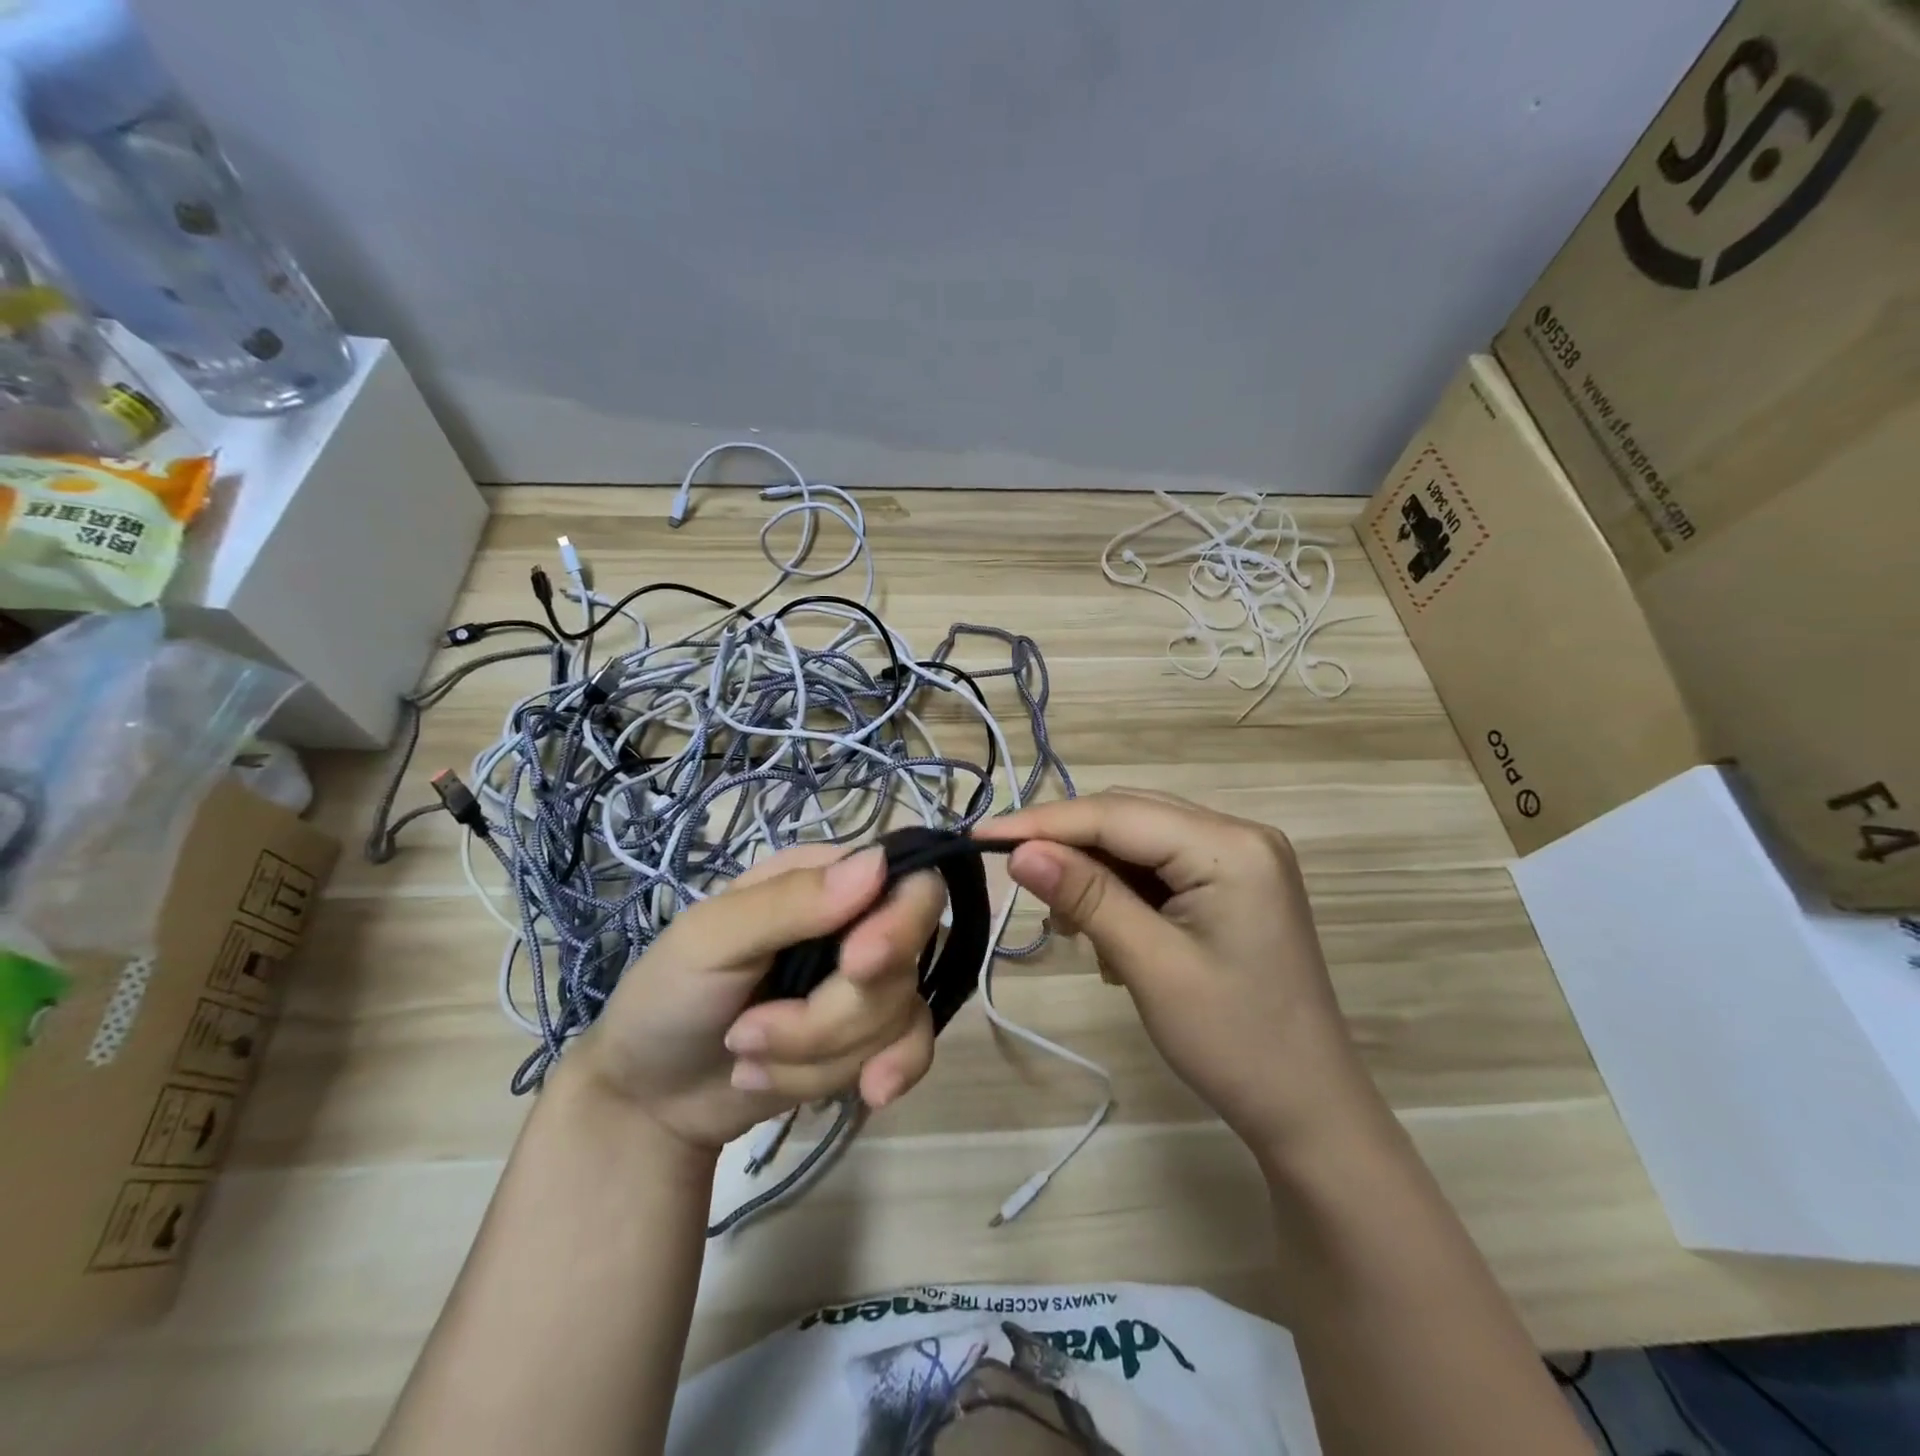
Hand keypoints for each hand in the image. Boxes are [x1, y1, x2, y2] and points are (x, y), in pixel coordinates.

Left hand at [565, 843, 944, 1151]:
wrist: (651, 1100)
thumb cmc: (667, 997)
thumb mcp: (709, 940)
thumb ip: (789, 902)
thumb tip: (878, 864)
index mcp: (823, 880)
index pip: (907, 882)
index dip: (899, 924)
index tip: (856, 967)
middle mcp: (858, 924)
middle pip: (903, 961)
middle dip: (830, 1015)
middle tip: (749, 1032)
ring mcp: (868, 984)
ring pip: (897, 1016)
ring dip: (813, 1055)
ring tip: (746, 1055)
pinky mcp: (872, 1038)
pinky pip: (914, 1050)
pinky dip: (888, 1073)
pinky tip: (867, 1094)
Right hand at [977, 790, 1382, 1158]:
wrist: (1308, 1109)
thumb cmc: (1234, 1044)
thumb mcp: (1151, 966)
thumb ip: (1086, 897)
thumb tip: (1019, 851)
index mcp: (1231, 846)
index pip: (1117, 814)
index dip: (1044, 823)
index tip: (980, 836)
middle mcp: (1239, 833)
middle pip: (1128, 817)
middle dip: (1070, 847)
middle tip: (1020, 884)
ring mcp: (1240, 856)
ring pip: (1139, 840)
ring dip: (1095, 873)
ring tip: (1075, 928)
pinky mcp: (1233, 882)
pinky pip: (1159, 865)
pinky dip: (1123, 890)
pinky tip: (1112, 933)